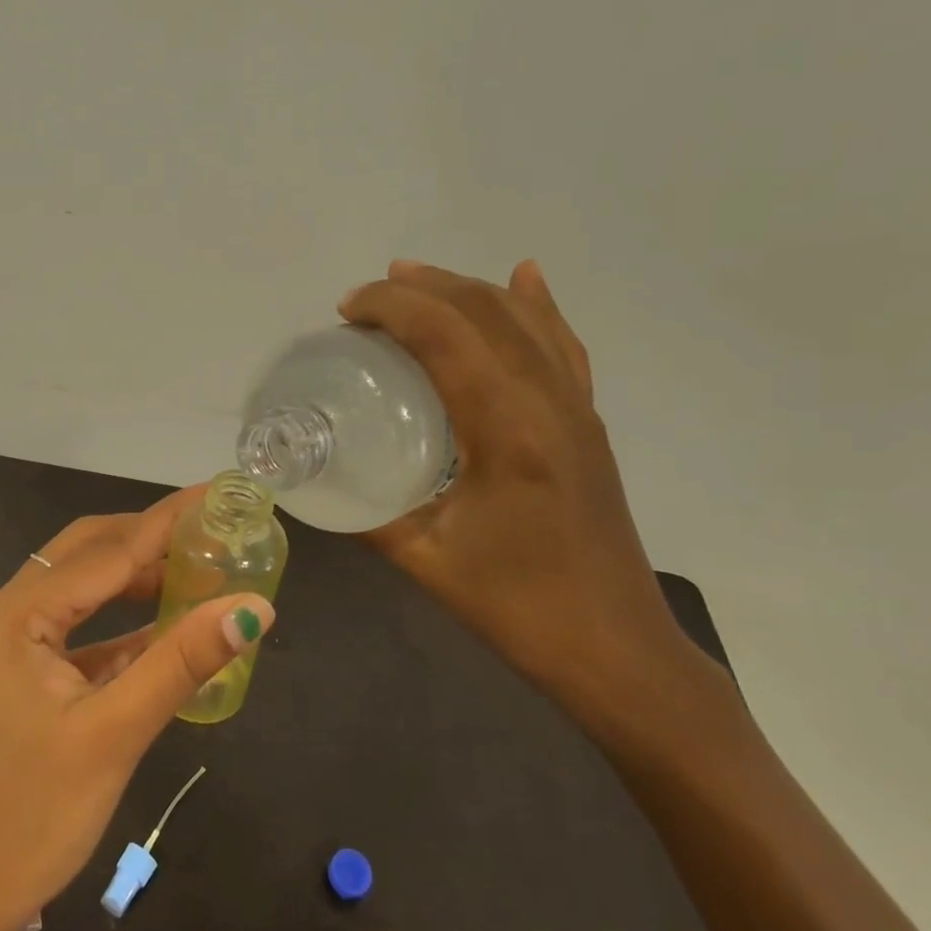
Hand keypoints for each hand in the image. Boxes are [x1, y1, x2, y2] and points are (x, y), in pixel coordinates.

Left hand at [0, 491, 274, 930]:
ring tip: (198, 571)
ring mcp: (9, 642)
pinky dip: (120, 626)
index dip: (167, 521)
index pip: (108, 551)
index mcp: (16, 612)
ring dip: (136, 580)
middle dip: (149, 539)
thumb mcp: (113, 734)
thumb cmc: (31, 815)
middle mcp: (6, 611)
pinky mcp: (20, 672)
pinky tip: (163, 628)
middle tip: (212, 530)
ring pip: (82, 590)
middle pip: (88, 555)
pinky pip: (77, 631)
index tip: (217, 492)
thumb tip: (252, 606)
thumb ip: (181, 663)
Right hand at [340, 261, 708, 730]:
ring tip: (416, 279)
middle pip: (486, 312)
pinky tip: (525, 278)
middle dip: (421, 287)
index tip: (345, 309)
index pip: (447, 336)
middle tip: (365, 298)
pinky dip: (538, 306)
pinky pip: (562, 346)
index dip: (393, 307)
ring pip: (526, 320)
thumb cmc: (518, 608)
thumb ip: (365, 513)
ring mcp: (577, 410)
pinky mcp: (587, 425)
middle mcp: (550, 404)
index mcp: (508, 431)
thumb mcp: (424, 559)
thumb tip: (312, 481)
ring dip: (468, 288)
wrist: (618, 652)